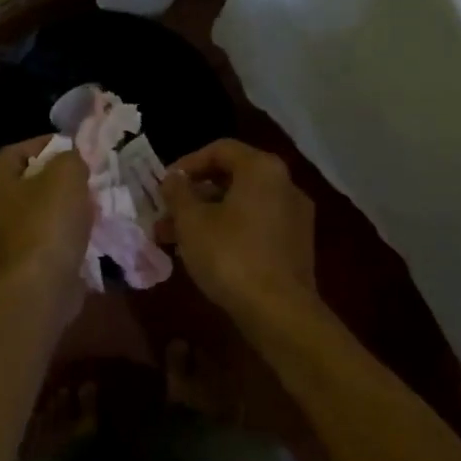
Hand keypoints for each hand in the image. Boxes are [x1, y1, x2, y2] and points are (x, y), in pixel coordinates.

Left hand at [0, 137, 91, 296]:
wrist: (42, 288)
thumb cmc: (48, 223)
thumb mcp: (66, 175)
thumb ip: (70, 158)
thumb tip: (71, 162)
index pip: (18, 150)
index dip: (48, 144)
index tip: (77, 149)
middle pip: (28, 181)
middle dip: (59, 177)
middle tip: (88, 176)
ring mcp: (4, 239)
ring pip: (39, 210)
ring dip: (65, 206)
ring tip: (92, 203)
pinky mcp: (22, 262)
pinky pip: (47, 237)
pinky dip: (65, 232)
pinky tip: (87, 230)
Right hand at [163, 139, 318, 325]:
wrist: (279, 311)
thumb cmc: (230, 255)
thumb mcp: (192, 221)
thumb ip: (178, 193)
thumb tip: (173, 178)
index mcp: (262, 169)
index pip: (220, 149)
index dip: (187, 163)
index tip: (164, 184)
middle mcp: (285, 185)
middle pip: (232, 178)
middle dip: (193, 196)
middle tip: (164, 216)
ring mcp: (294, 216)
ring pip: (241, 205)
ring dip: (206, 217)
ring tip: (173, 240)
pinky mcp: (296, 245)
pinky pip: (256, 226)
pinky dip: (228, 231)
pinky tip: (204, 254)